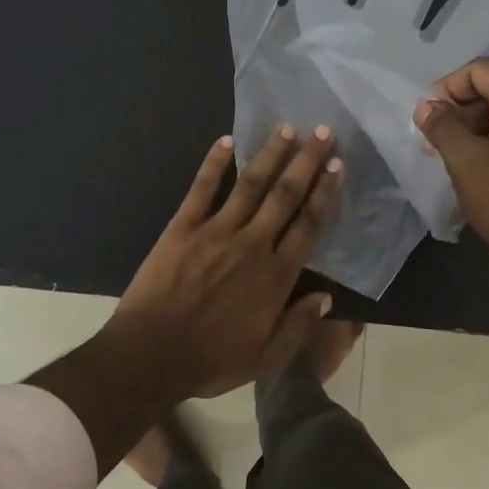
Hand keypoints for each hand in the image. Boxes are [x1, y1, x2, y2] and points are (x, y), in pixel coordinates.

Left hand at [108, 125, 343, 398]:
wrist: (150, 355)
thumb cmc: (210, 360)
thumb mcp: (264, 358)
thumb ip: (298, 326)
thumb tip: (327, 298)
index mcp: (275, 276)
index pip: (309, 224)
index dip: (325, 193)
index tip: (337, 166)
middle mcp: (251, 244)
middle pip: (286, 195)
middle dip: (307, 161)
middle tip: (323, 132)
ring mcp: (215, 231)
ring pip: (250, 184)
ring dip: (270, 154)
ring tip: (287, 128)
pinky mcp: (182, 227)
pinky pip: (202, 189)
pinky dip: (214, 163)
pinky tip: (226, 141)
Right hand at [414, 60, 488, 287]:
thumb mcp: (465, 161)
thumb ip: (441, 126)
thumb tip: (426, 107)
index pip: (480, 70)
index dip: (446, 89)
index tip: (425, 119)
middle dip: (462, 111)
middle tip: (435, 143)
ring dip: (481, 128)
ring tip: (456, 159)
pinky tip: (487, 169)